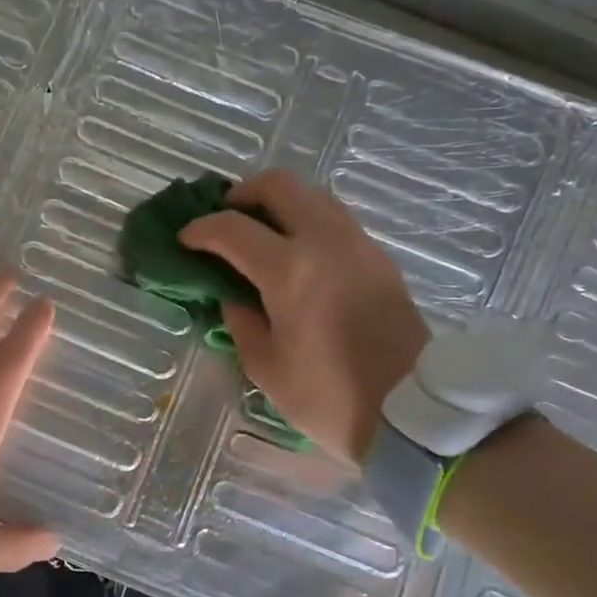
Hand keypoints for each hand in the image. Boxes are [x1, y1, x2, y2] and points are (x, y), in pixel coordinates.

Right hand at [179, 169, 430, 462]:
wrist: (411, 411)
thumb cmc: (328, 397)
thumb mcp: (266, 367)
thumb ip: (241, 321)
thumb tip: (234, 295)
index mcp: (290, 271)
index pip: (232, 228)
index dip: (200, 229)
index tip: (185, 240)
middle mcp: (326, 242)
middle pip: (279, 186)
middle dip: (242, 194)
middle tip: (225, 219)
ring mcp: (358, 245)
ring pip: (312, 196)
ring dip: (279, 204)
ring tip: (259, 233)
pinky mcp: (379, 258)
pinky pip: (335, 220)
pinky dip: (306, 222)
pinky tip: (295, 254)